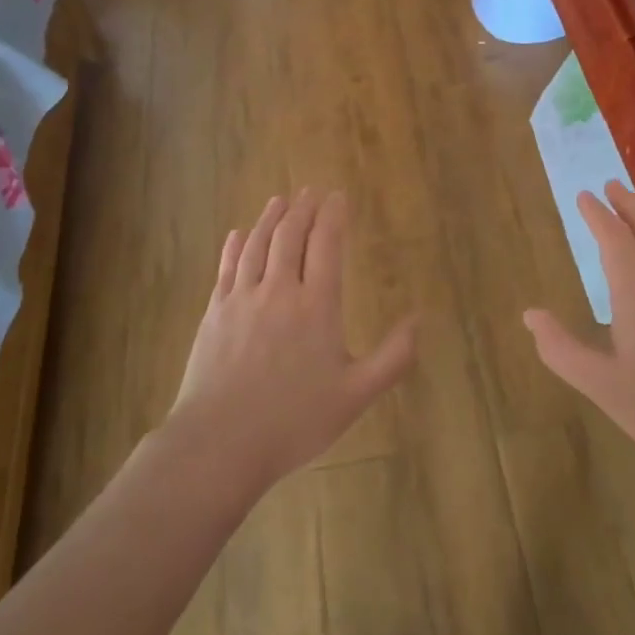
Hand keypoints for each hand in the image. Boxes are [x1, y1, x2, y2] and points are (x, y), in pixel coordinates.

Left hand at [169, 189, 414, 494]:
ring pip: (257, 245)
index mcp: (316, 306)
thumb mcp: (356, 396)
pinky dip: (235, 246)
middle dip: (303, 209)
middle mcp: (278, 291)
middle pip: (290, 236)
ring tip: (280, 200)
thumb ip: (393, 357)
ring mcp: (241, 300)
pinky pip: (226, 268)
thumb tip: (420, 320)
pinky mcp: (214, 314)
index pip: (326, 245)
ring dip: (270, 218)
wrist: (220, 442)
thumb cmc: (294, 421)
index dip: (333, 216)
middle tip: (311, 191)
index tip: (338, 196)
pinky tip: (238, 235)